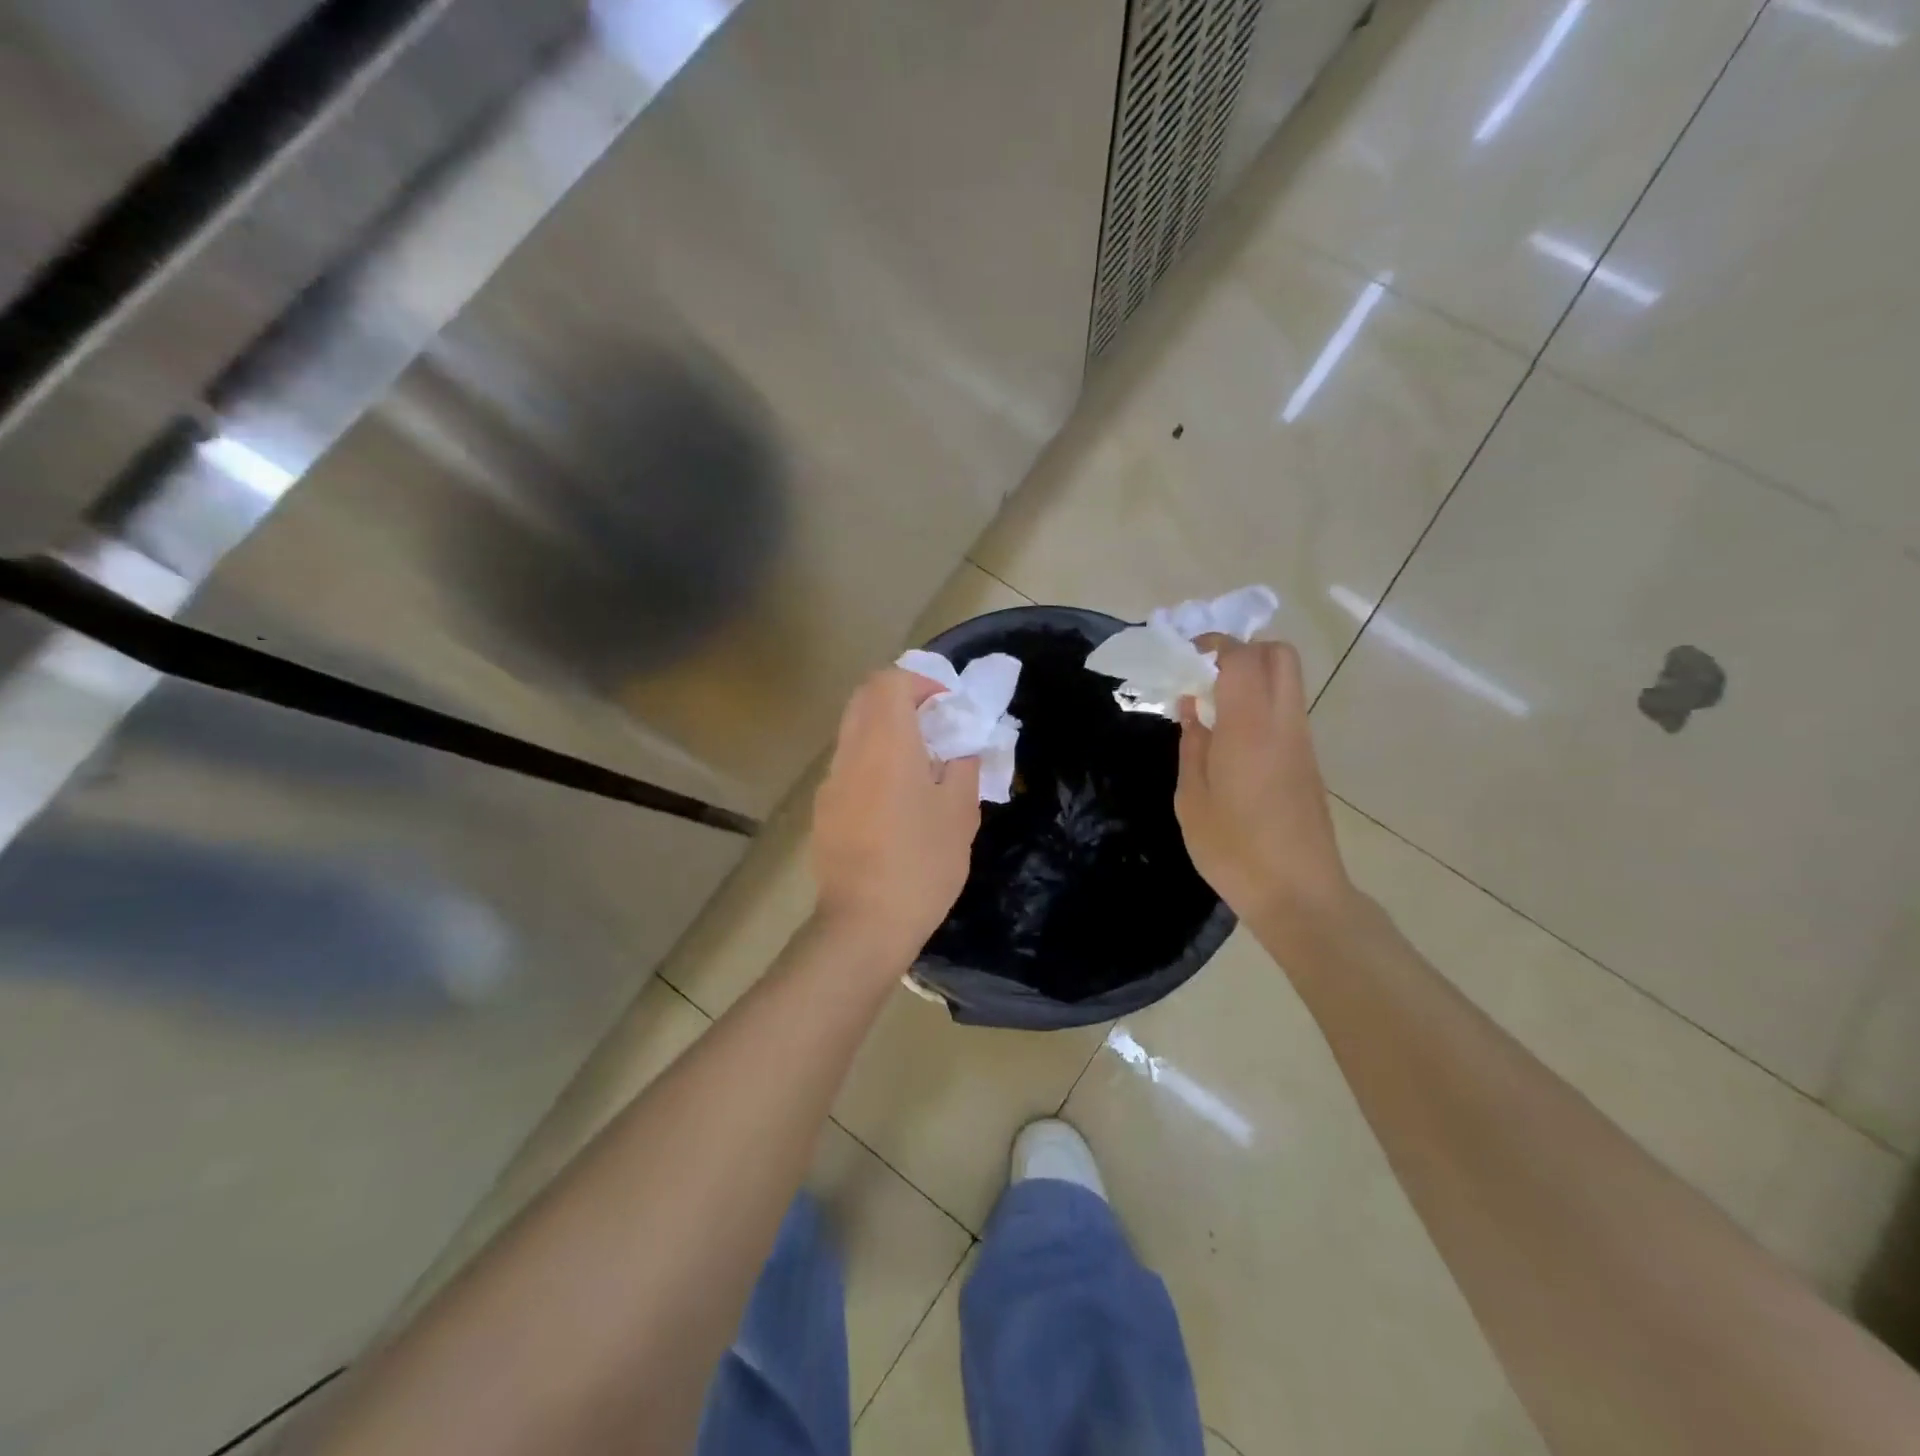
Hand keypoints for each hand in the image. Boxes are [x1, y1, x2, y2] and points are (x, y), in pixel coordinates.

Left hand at [811, 668, 980, 955]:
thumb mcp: (960, 813)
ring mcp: (831, 781)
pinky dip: (872, 759)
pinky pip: (848, 764)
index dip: (921, 682)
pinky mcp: (823, 808)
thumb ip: (963, 765)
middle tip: (935, 726)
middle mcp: (851, 752)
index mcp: (886, 744)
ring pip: (854, 730)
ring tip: (920, 764)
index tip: (948, 707)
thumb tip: (961, 744)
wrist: (864, 923)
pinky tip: (895, 801)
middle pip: (865, 698)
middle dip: (901, 699)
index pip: (889, 681)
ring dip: (885, 730)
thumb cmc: (922, 864)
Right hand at [1175, 640, 1355, 938]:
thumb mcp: (1193, 798)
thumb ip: (1192, 745)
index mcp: (1250, 728)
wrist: (1298, 894)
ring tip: (1211, 707)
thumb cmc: (1234, 849)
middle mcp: (1283, 723)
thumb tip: (1192, 708)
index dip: (1214, 644)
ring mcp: (1301, 741)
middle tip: (1205, 674)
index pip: (1242, 657)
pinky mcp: (1308, 760)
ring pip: (1287, 681)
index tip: (1185, 656)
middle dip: (1241, 650)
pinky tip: (1228, 738)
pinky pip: (1286, 710)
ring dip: (1251, 677)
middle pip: (1279, 655)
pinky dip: (1259, 703)